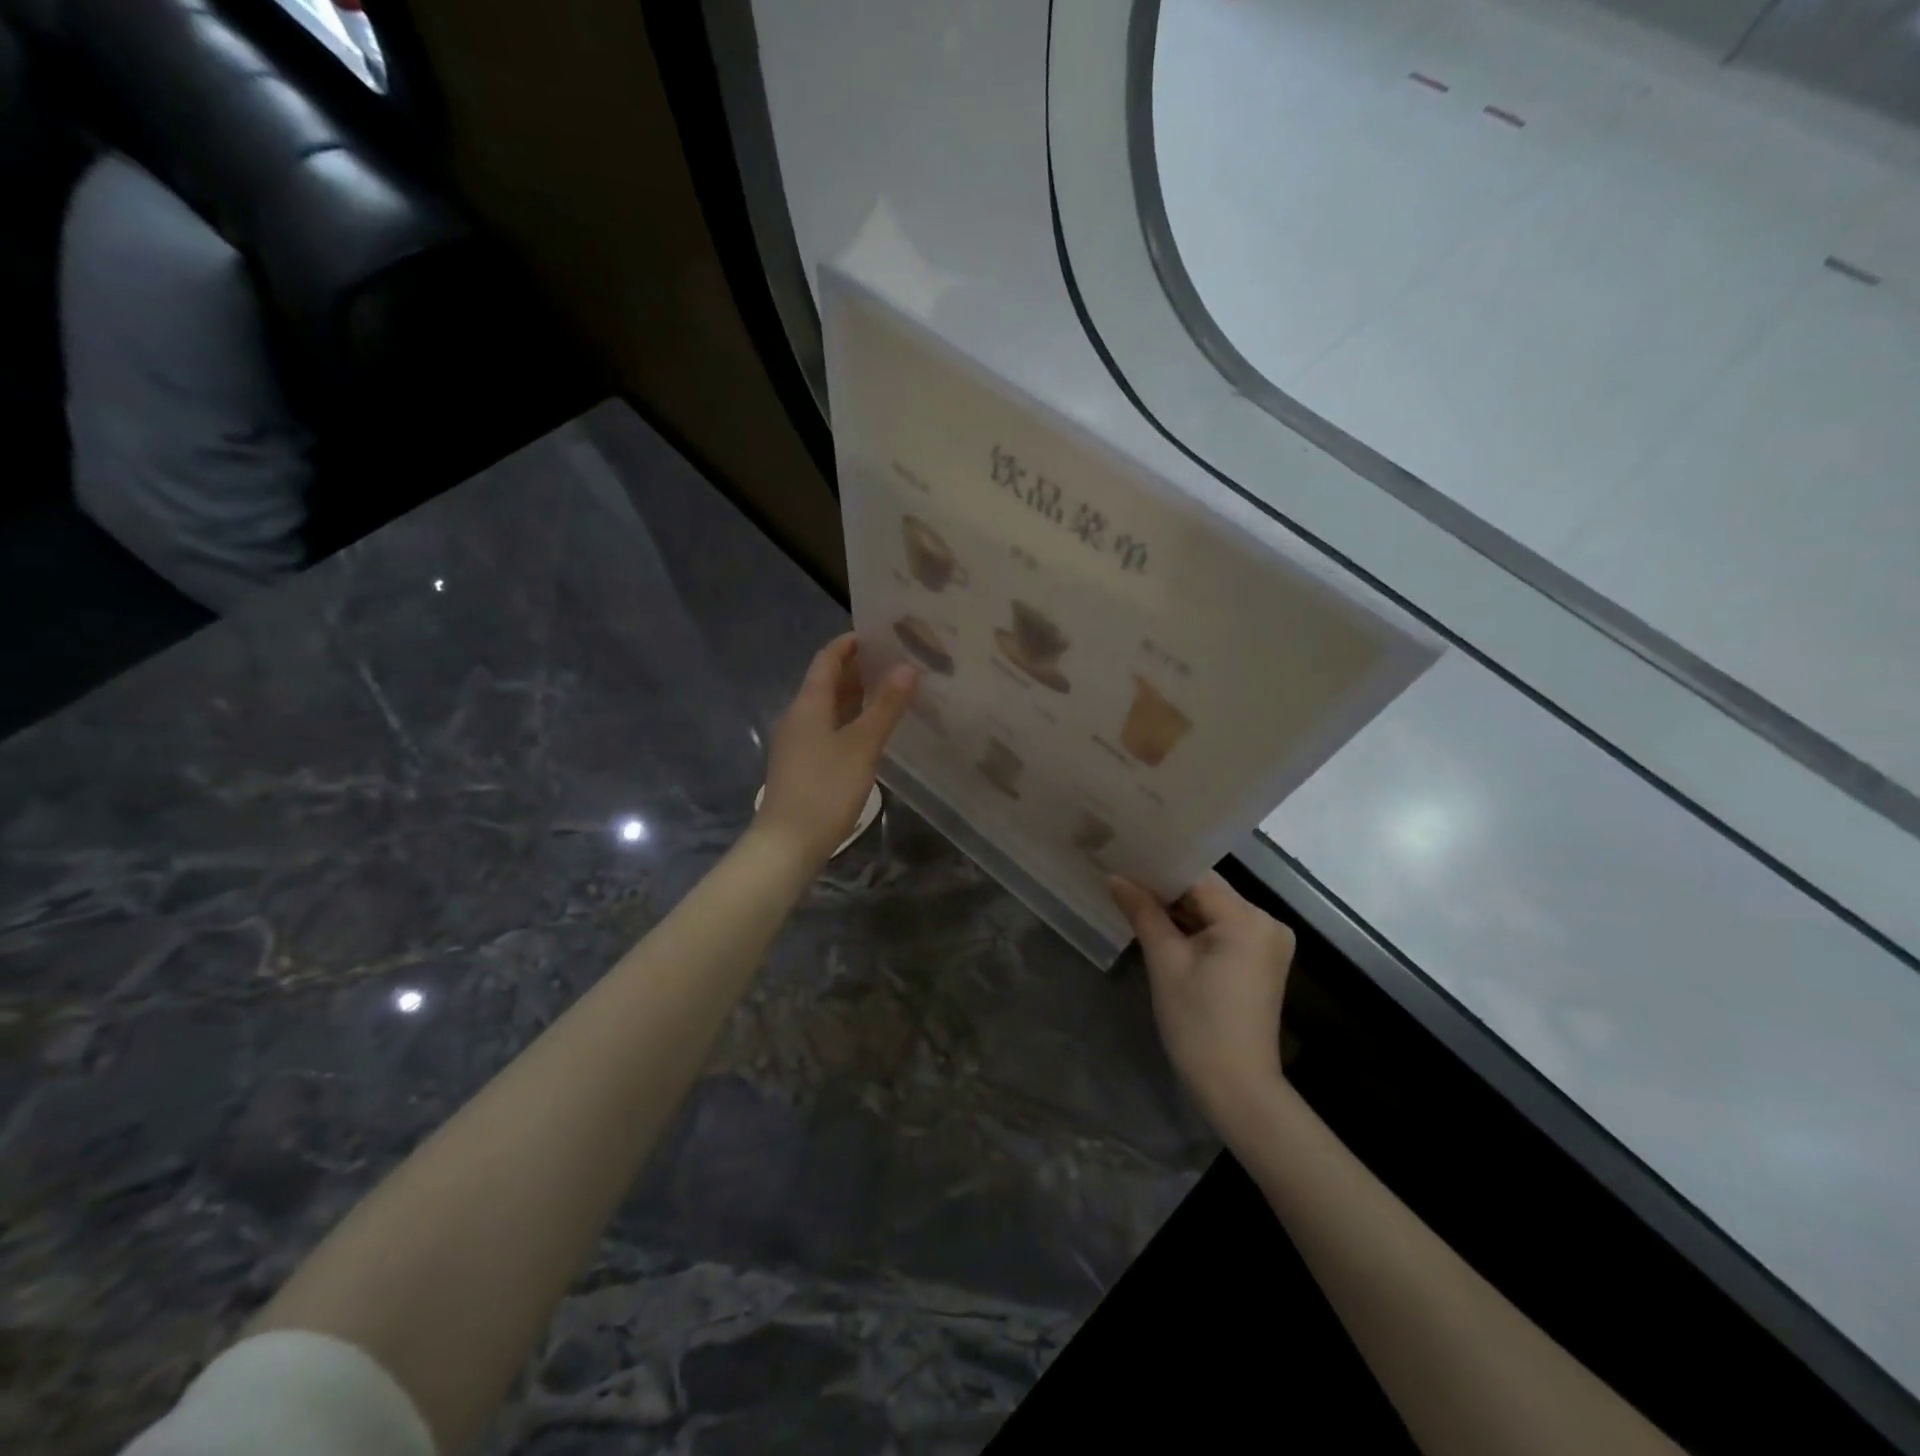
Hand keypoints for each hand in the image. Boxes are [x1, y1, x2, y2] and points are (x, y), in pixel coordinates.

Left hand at [755, 634, 916, 867]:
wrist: (787, 843)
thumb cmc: (825, 789)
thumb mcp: (862, 745)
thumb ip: (885, 706)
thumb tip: (908, 667)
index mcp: (808, 703)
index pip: (828, 658)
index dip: (851, 643)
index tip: (882, 634)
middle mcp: (798, 715)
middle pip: (827, 681)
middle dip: (859, 668)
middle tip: (897, 662)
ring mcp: (798, 741)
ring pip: (829, 707)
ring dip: (856, 696)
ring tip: (892, 691)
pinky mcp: (802, 764)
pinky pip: (828, 729)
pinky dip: (850, 720)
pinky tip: (872, 731)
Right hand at [1110, 872, 1295, 1129]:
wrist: (1236, 1087)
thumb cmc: (1197, 1022)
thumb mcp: (1164, 962)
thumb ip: (1142, 912)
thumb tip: (1115, 877)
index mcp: (1247, 917)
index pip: (1196, 876)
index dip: (1158, 869)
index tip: (1123, 861)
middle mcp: (1267, 921)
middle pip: (1207, 892)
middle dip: (1166, 889)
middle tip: (1122, 878)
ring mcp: (1268, 942)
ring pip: (1214, 911)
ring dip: (1179, 910)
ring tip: (1134, 898)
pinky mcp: (1262, 961)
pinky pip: (1223, 930)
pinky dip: (1195, 929)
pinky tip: (1163, 926)